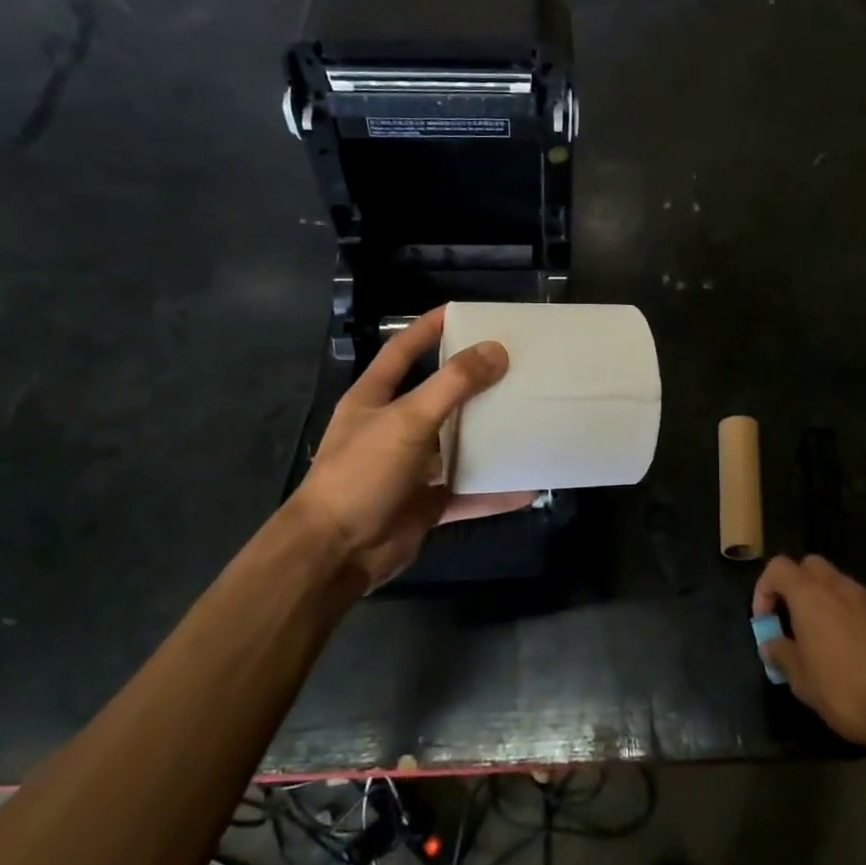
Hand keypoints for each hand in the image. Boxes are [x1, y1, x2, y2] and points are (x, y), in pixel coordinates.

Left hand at [290, 308, 535, 588]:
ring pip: (457, 445)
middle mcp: (393, 429)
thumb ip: (452, 385)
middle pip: (438, 397)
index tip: (462, 312)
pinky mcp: (426, 502)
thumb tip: (496, 350)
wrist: (336, 553)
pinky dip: (494, 490)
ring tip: (529, 417)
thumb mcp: (407, 420)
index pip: (401, 351)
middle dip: (473, 383)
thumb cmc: (362, 473)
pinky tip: (527, 484)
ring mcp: (411, 468)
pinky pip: (467, 490)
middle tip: (514, 365)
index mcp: (375, 399)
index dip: (426, 328)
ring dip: (489, 436)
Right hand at [752, 555, 865, 748]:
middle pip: (811, 566)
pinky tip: (862, 654)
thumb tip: (771, 644)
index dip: (764, 588)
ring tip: (827, 640)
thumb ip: (781, 654)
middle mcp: (841, 588)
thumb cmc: (845, 691)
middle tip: (795, 619)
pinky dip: (857, 620)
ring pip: (842, 586)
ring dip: (828, 603)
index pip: (778, 567)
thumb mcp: (801, 680)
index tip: (766, 620)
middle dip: (798, 585)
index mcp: (810, 596)